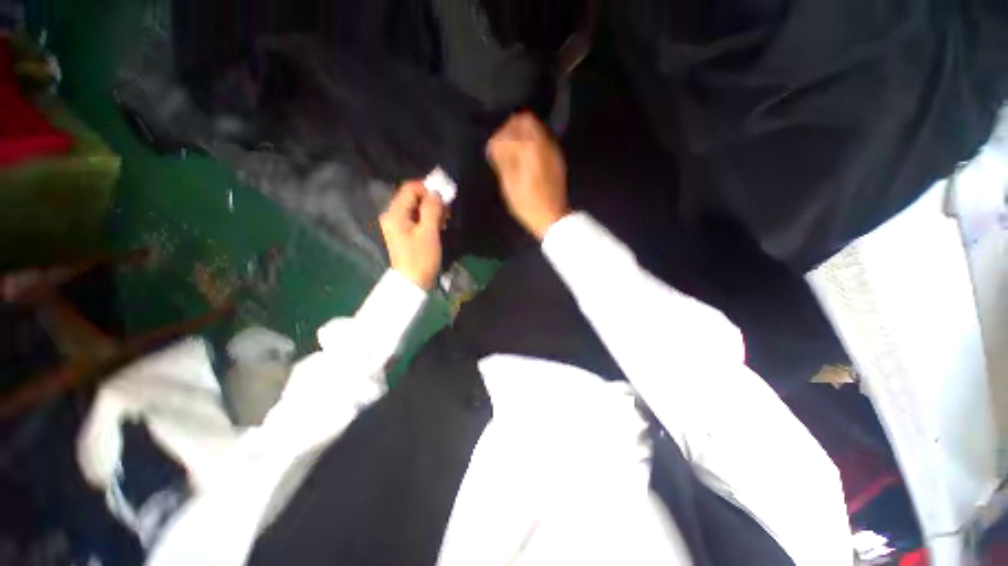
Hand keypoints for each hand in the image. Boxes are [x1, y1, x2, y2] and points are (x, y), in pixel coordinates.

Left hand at [380, 181, 444, 290]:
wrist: (412, 283)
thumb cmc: (421, 258)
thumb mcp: (429, 232)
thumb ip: (432, 209)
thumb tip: (436, 192)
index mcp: (395, 213)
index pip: (410, 188)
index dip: (427, 189)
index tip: (444, 199)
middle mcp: (392, 215)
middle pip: (412, 197)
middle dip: (431, 200)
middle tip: (447, 211)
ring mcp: (396, 224)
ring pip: (415, 208)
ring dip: (431, 210)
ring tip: (445, 220)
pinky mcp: (403, 232)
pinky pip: (415, 218)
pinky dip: (427, 218)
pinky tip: (438, 226)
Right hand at [486, 112, 569, 239]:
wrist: (552, 217)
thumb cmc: (527, 203)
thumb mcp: (509, 183)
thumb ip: (502, 158)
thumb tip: (494, 142)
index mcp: (531, 148)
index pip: (515, 124)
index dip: (501, 131)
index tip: (494, 142)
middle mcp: (545, 144)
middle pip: (528, 121)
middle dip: (513, 127)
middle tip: (503, 142)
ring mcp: (553, 151)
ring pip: (537, 129)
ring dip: (523, 134)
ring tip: (512, 150)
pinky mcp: (557, 159)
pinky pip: (543, 140)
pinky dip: (532, 142)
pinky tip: (525, 157)